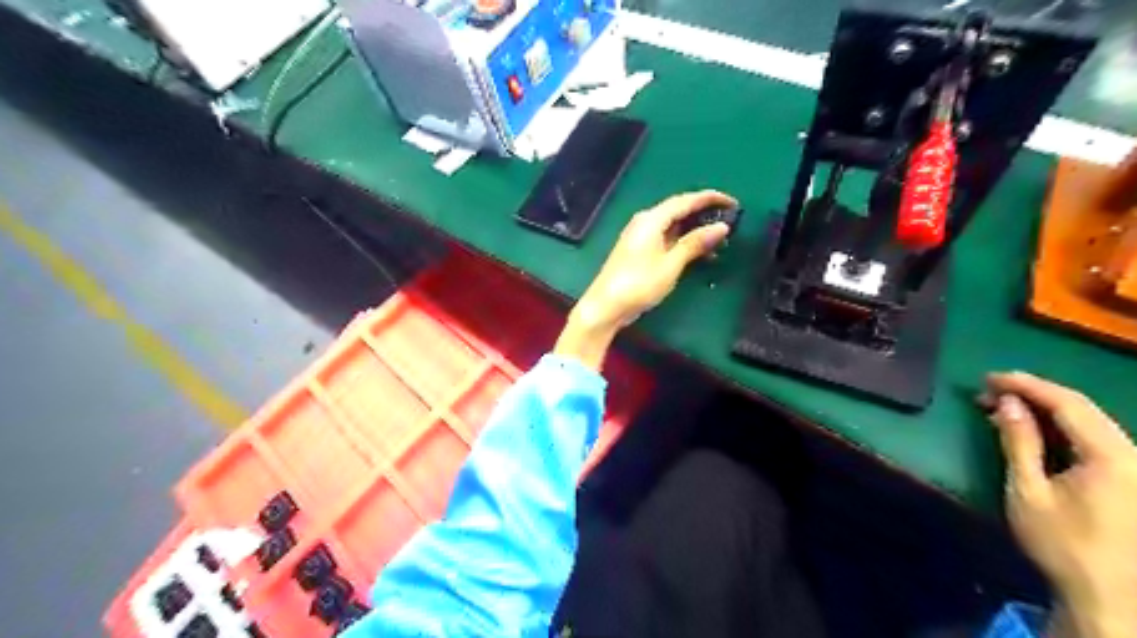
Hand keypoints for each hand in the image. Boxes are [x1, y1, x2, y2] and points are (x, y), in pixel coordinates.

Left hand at [555, 189, 737, 369]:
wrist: (605, 306)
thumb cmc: (638, 284)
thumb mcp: (671, 264)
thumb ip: (695, 243)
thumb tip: (721, 226)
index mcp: (651, 219)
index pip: (685, 200)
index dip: (710, 199)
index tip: (733, 202)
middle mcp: (645, 222)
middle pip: (679, 210)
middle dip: (704, 214)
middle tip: (729, 221)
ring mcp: (640, 236)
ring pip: (673, 225)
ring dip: (695, 231)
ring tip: (718, 241)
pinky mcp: (638, 250)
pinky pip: (666, 238)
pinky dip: (683, 242)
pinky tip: (698, 254)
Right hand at [976, 375, 1135, 637]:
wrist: (1108, 596)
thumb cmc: (1062, 543)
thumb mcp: (1028, 490)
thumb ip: (1019, 442)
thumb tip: (1008, 403)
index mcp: (1111, 456)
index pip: (1067, 403)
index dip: (1026, 385)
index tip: (989, 378)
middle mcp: (1132, 455)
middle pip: (1082, 409)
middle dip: (1034, 394)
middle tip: (989, 391)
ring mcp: (1135, 467)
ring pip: (1089, 422)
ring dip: (1045, 410)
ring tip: (1004, 407)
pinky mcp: (1131, 479)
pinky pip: (1094, 439)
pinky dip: (1060, 428)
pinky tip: (1033, 430)